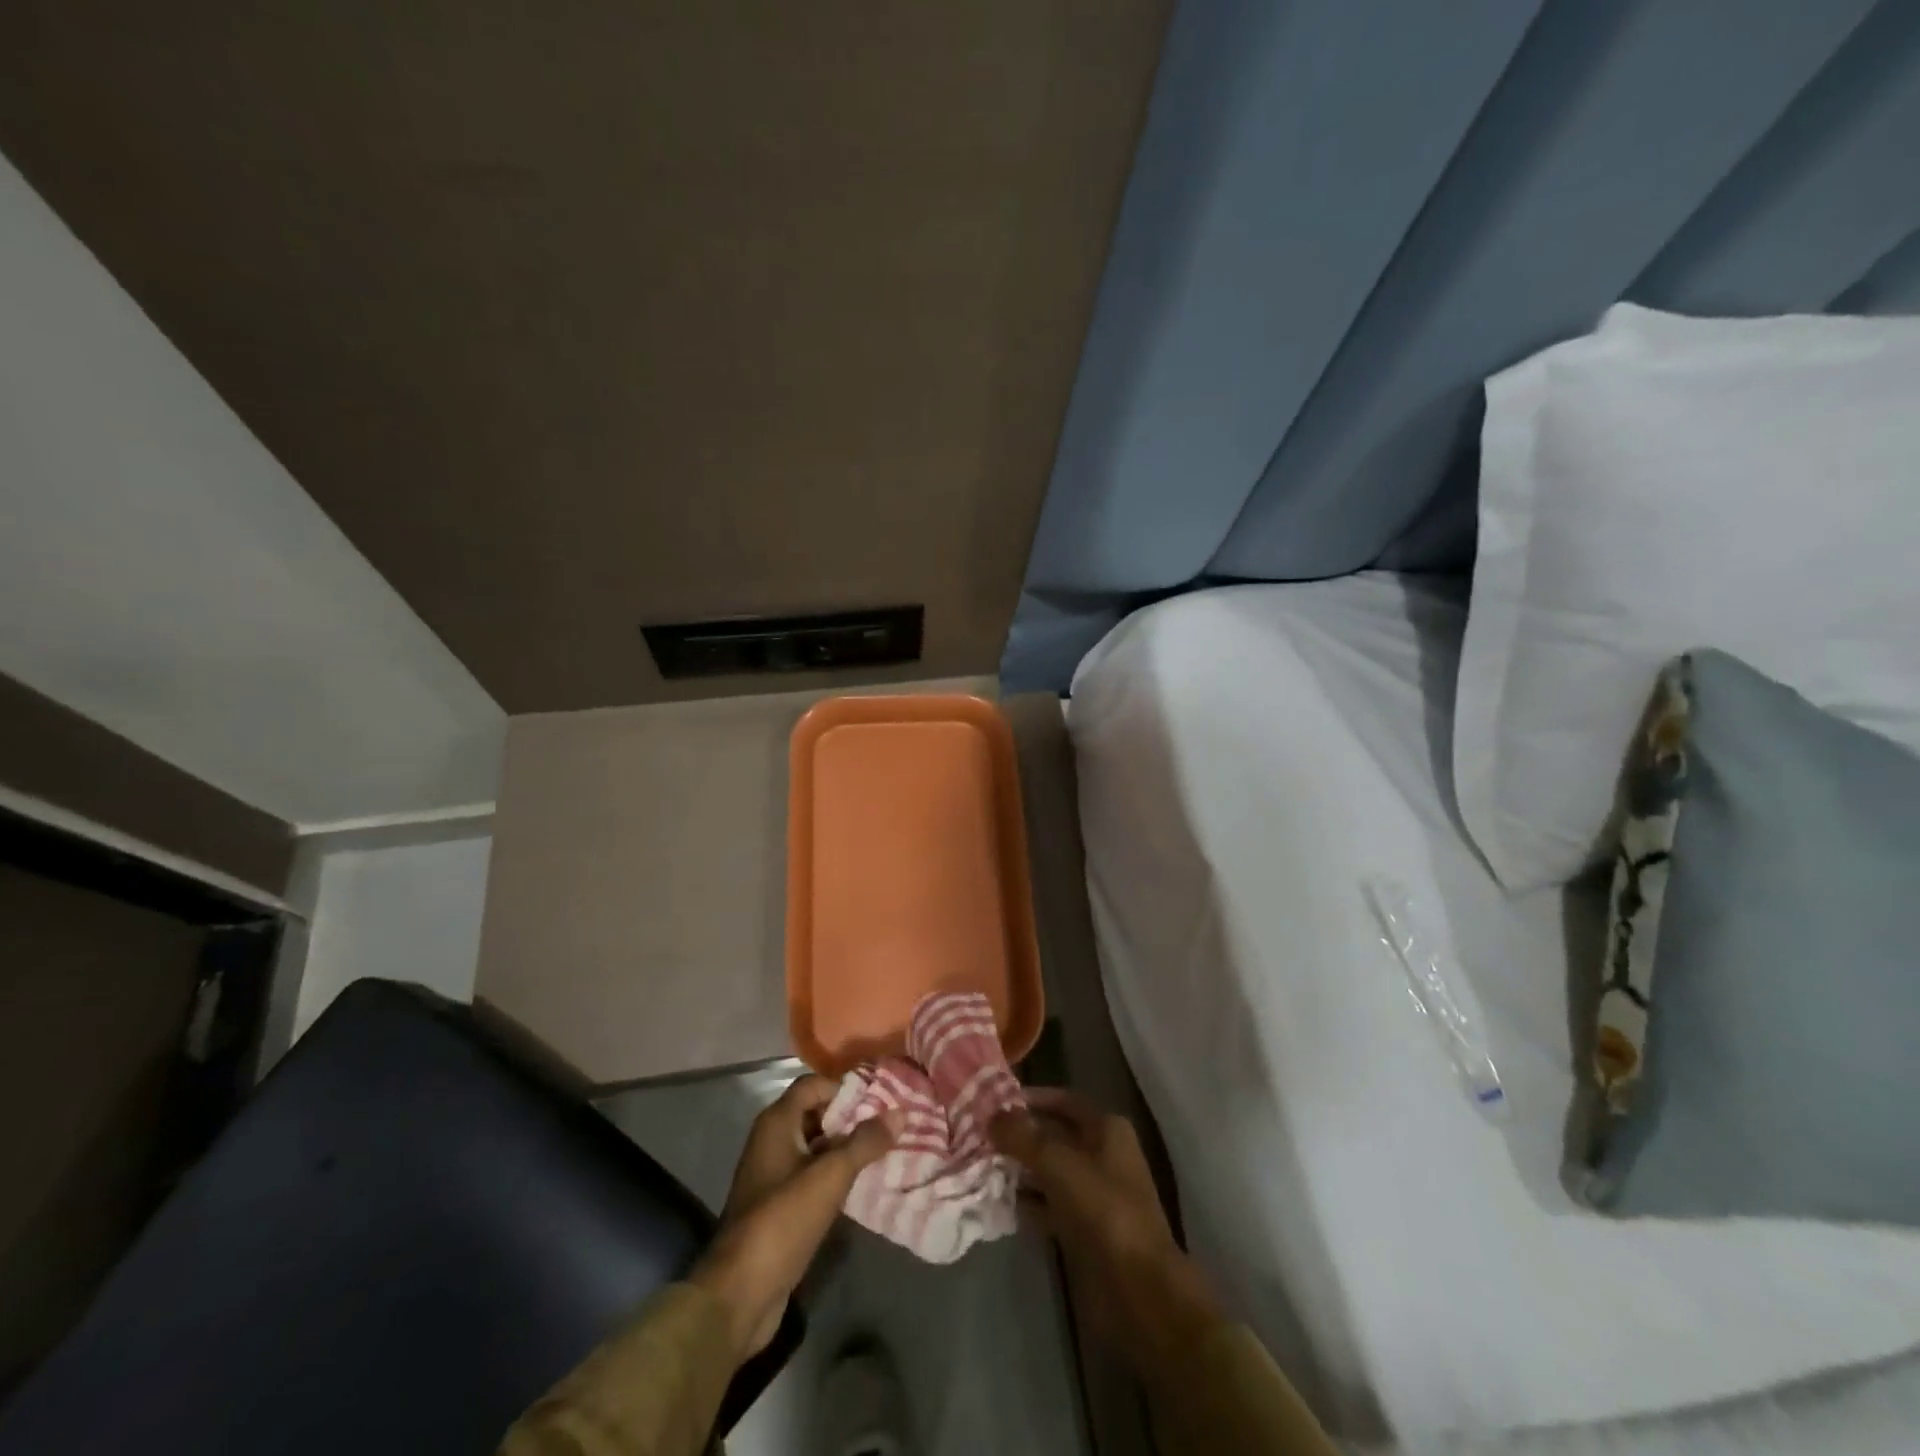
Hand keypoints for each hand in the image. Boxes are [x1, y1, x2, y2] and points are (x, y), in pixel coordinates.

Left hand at [688, 1075, 898, 1364]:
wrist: (740, 1293)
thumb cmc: (783, 1220)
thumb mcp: (830, 1176)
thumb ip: (865, 1142)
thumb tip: (900, 1113)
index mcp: (776, 1123)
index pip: (814, 1084)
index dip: (846, 1088)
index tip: (881, 1099)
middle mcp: (771, 1141)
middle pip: (816, 1114)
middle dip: (851, 1118)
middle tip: (890, 1124)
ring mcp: (773, 1175)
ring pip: (816, 1147)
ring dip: (846, 1149)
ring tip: (886, 1151)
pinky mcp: (778, 1206)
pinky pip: (812, 1176)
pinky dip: (835, 1176)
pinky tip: (864, 1184)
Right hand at [991, 1088, 1223, 1375]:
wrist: (1138, 1289)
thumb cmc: (1103, 1211)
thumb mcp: (1058, 1164)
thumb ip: (1022, 1137)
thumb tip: (991, 1115)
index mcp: (1106, 1129)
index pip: (1062, 1101)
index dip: (1030, 1098)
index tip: (994, 1102)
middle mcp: (1102, 1154)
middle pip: (1053, 1136)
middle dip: (1019, 1136)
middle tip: (979, 1135)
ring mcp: (1094, 1193)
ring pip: (1049, 1171)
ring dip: (1019, 1170)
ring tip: (980, 1166)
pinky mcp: (1084, 1228)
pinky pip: (1049, 1204)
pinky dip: (1027, 1202)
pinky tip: (998, 1202)